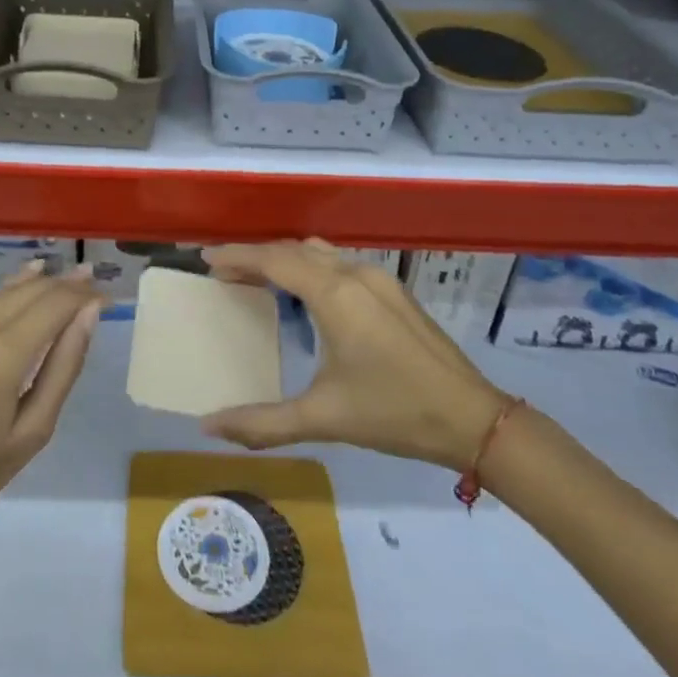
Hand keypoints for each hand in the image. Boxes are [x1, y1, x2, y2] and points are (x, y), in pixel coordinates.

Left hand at [0, 265, 99, 532]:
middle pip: (31, 289)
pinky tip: (20, 291)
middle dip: (65, 284)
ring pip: (3, 291)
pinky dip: (6, 296)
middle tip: (93, 283)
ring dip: (36, 286)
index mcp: (1, 353)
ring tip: (65, 284)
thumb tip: (89, 314)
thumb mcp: (33, 430)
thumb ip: (64, 366)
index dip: (84, 295)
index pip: (56, 302)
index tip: (107, 297)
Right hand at [203, 241, 508, 469]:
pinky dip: (311, 266)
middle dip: (256, 256)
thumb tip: (208, 426)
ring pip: (319, 252)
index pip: (273, 260)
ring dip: (285, 258)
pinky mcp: (394, 290)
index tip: (205, 257)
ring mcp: (379, 278)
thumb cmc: (393, 412)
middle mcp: (354, 273)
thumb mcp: (323, 419)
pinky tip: (306, 293)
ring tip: (258, 278)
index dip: (236, 256)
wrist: (473, 418)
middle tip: (224, 273)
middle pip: (293, 250)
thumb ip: (262, 423)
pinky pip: (340, 262)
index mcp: (334, 293)